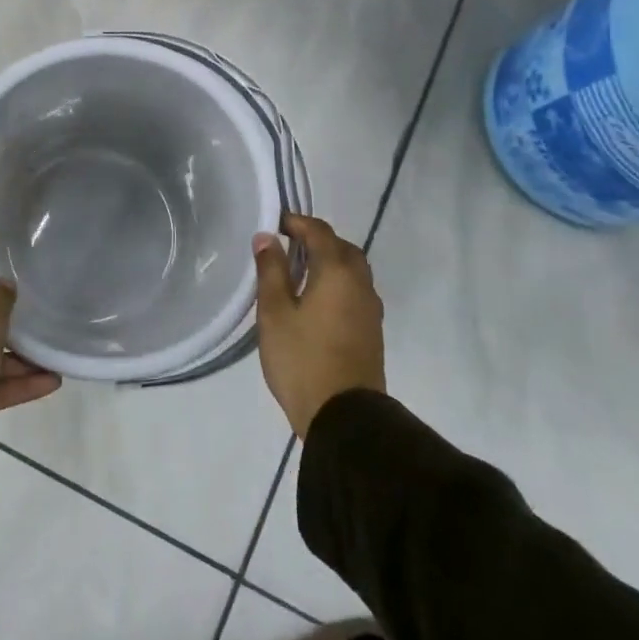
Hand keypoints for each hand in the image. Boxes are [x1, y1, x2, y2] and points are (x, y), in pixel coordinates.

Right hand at [253, 214, 386, 438]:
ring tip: (298, 273)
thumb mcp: (274, 313)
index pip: (319, 232)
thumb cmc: (302, 359)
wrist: (344, 417)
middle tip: (287, 246)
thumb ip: (271, 270)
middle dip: (316, 240)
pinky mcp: (371, 331)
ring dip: (329, 262)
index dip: (297, 222)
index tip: (274, 222)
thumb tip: (267, 237)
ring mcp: (370, 309)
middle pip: (342, 248)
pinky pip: (355, 291)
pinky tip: (315, 301)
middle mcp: (360, 284)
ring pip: (352, 270)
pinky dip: (337, 283)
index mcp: (338, 272)